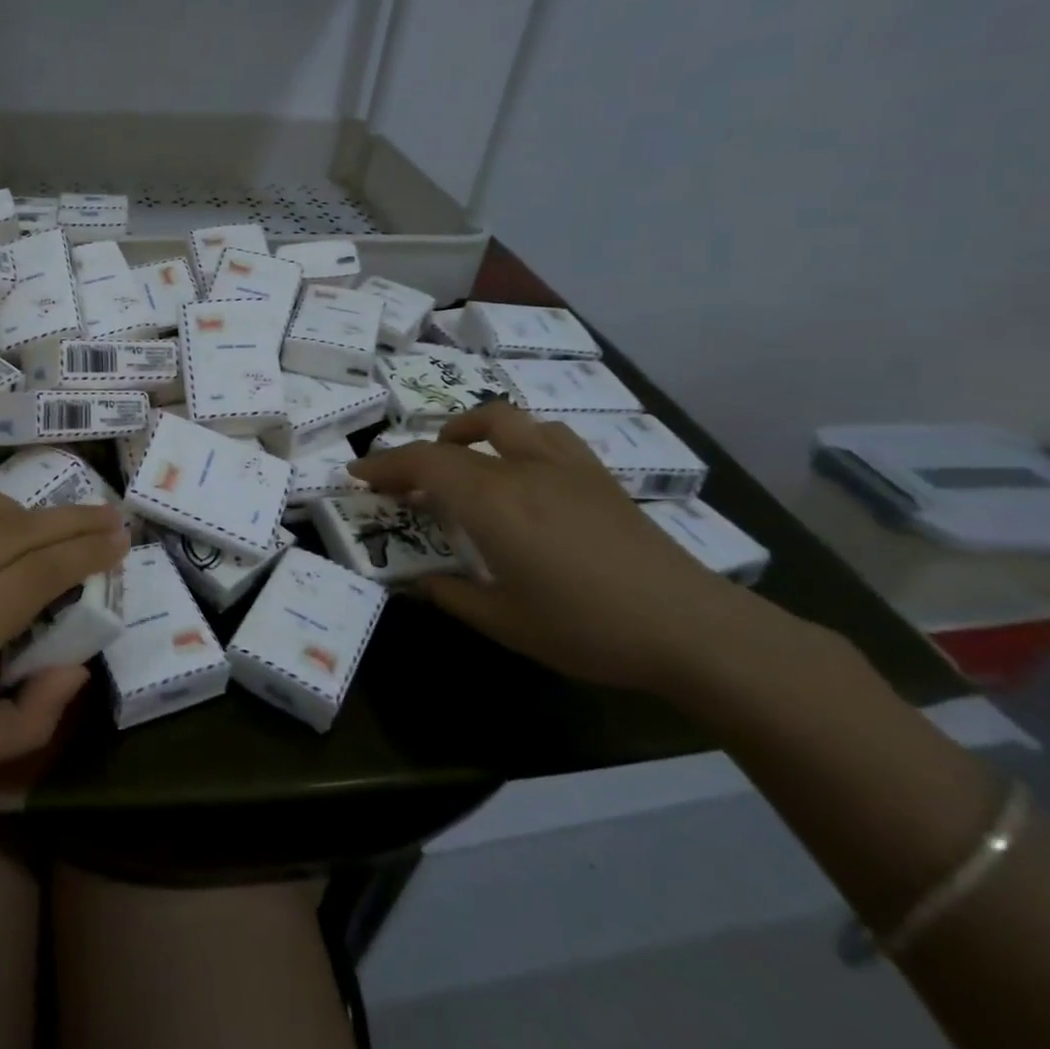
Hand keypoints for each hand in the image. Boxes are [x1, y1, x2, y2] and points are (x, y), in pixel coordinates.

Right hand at [348, 404, 761, 694]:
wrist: (692, 628)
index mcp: (493, 503)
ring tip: (462, 459)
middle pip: (456, 438)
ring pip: (507, 419)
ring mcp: (565, 467)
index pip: (423, 464)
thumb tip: (418, 582)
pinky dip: (517, 439)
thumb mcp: (505, 623)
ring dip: (471, 430)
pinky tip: (522, 472)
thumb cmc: (587, 628)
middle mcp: (523, 470)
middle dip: (420, 452)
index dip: (384, 465)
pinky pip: (547, 435)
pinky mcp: (598, 476)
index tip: (357, 474)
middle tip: (407, 480)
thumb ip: (452, 596)